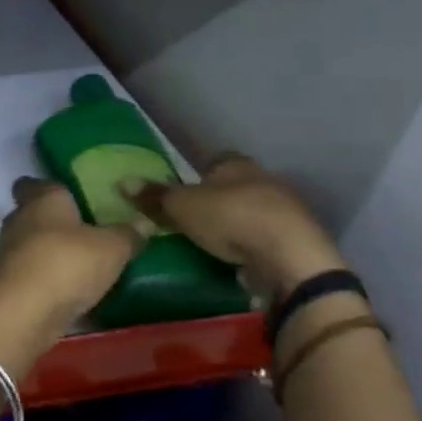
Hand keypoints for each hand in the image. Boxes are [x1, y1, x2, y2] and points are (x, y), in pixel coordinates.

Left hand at [0, 179, 143, 372]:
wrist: (24, 312)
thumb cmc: (67, 263)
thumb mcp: (112, 247)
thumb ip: (128, 234)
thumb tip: (142, 224)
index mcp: (42, 199)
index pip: (34, 183)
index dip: (50, 188)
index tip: (73, 197)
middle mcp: (20, 219)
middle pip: (36, 215)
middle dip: (58, 224)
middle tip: (90, 234)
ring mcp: (9, 253)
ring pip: (33, 245)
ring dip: (54, 254)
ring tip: (86, 265)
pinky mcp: (9, 284)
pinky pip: (33, 274)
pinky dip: (49, 280)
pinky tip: (73, 292)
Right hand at [127, 155, 344, 298]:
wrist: (291, 256)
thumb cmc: (230, 218)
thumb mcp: (181, 207)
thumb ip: (154, 196)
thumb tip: (121, 181)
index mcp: (236, 164)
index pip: (216, 160)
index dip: (199, 174)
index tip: (185, 192)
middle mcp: (265, 178)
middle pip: (236, 185)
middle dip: (219, 199)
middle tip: (195, 220)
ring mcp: (287, 209)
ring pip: (255, 210)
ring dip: (240, 223)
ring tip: (216, 243)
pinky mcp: (300, 239)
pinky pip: (270, 237)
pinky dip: (256, 245)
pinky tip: (242, 260)